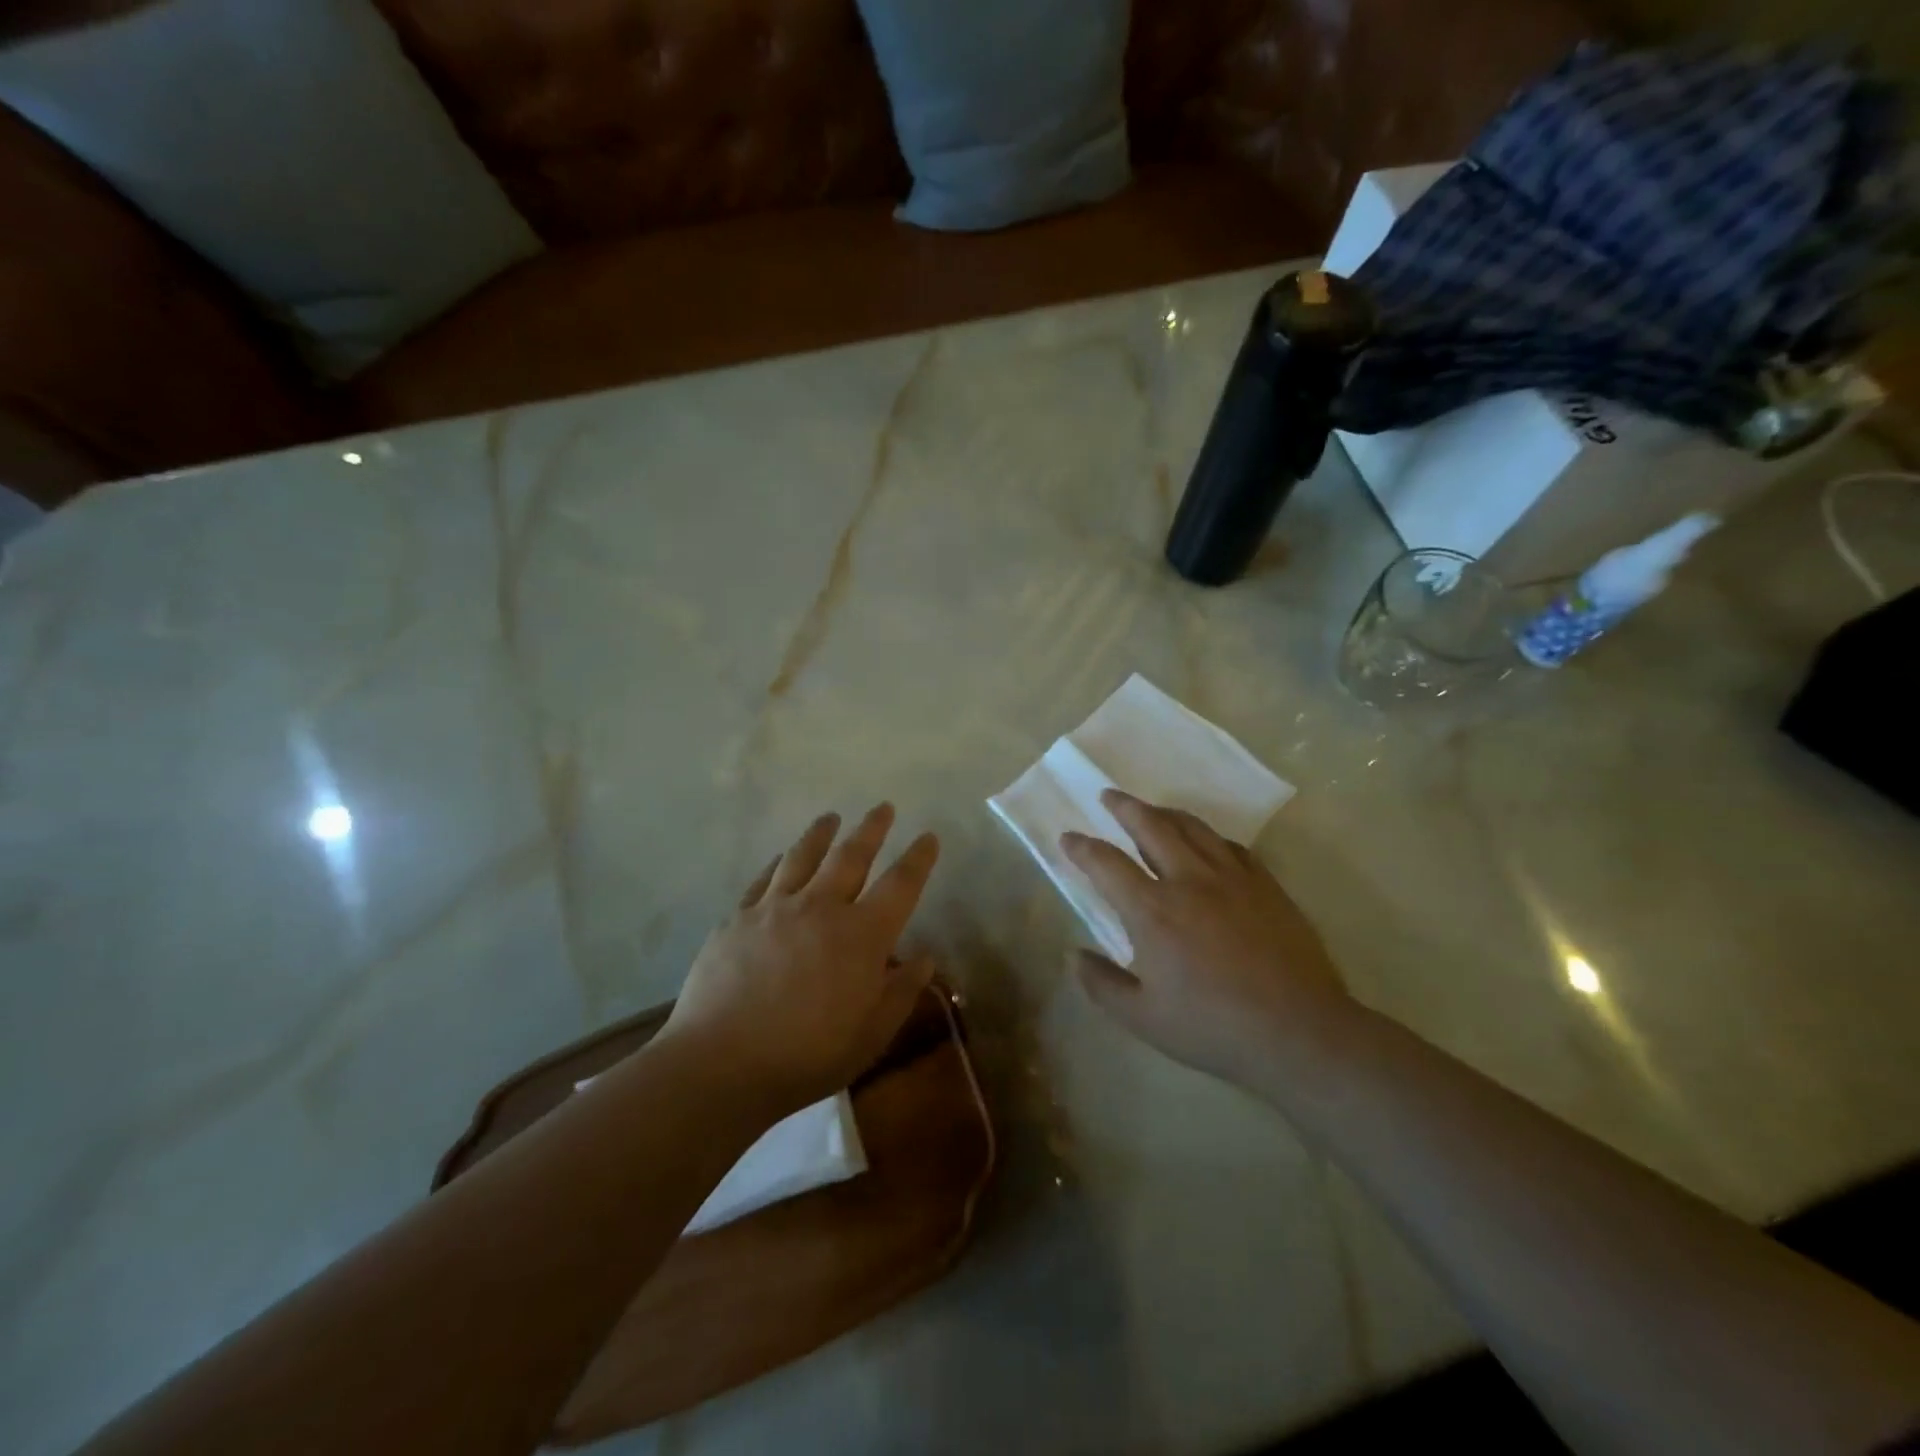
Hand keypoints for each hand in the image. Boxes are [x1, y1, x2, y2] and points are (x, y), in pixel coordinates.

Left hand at [659, 804, 940, 1117]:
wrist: (722, 1063)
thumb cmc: (807, 1055)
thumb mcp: (871, 1034)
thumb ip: (901, 992)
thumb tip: (924, 958)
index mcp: (861, 935)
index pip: (900, 885)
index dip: (918, 859)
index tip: (928, 836)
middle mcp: (821, 908)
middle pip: (851, 857)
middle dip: (872, 830)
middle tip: (883, 807)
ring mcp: (775, 908)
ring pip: (803, 857)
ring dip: (821, 833)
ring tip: (831, 817)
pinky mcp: (738, 918)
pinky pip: (763, 879)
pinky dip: (778, 862)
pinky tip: (781, 857)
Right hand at [1061, 790, 1351, 1085]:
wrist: (1297, 1031)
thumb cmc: (1213, 1027)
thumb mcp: (1143, 1018)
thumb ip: (1102, 984)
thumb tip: (1073, 955)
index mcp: (1152, 911)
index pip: (1106, 864)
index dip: (1082, 847)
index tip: (1068, 837)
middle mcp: (1188, 881)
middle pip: (1151, 826)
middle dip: (1124, 807)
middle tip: (1109, 796)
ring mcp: (1231, 878)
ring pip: (1192, 827)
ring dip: (1165, 812)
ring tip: (1152, 809)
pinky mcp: (1265, 885)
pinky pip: (1230, 845)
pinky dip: (1208, 836)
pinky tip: (1206, 842)